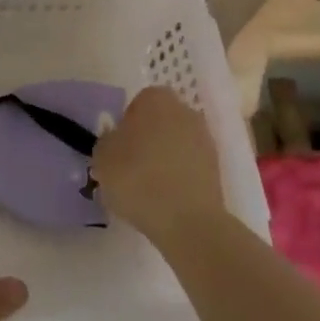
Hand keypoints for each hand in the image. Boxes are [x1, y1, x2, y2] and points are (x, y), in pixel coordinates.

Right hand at [90, 86, 227, 248]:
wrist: (187, 221)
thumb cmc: (137, 178)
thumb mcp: (102, 156)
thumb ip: (108, 141)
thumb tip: (117, 140)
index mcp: (156, 99)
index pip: (137, 103)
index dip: (125, 124)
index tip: (117, 148)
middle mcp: (185, 111)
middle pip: (160, 121)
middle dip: (147, 139)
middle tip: (129, 166)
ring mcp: (205, 140)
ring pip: (176, 144)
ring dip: (164, 159)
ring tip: (147, 187)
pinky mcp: (217, 169)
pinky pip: (188, 166)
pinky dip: (178, 177)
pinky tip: (164, 199)